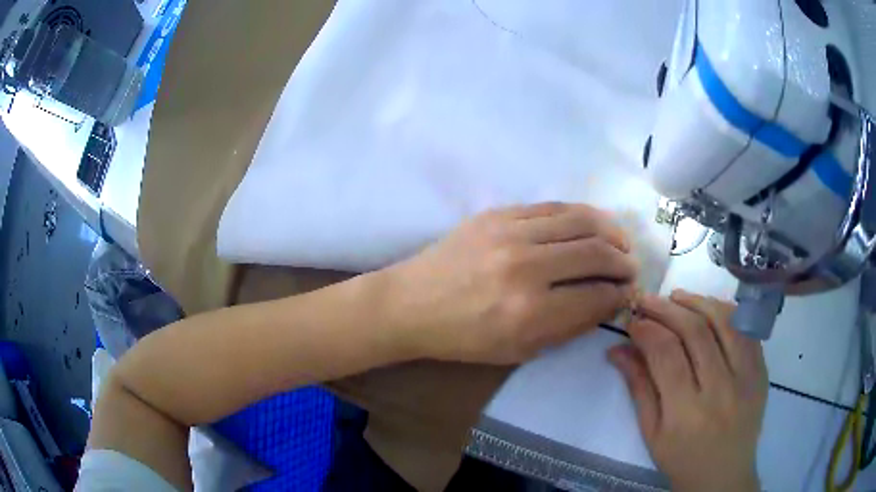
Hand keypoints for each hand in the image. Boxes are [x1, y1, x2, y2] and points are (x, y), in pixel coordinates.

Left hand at [384, 202, 637, 363]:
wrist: (412, 304)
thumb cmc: (463, 338)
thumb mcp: (518, 350)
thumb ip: (568, 327)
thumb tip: (607, 302)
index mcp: (530, 313)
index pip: (597, 297)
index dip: (621, 295)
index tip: (628, 294)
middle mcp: (526, 268)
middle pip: (597, 254)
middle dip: (624, 263)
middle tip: (630, 269)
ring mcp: (510, 233)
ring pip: (582, 221)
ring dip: (611, 232)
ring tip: (620, 243)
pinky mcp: (498, 213)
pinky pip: (553, 207)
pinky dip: (581, 215)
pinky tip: (591, 225)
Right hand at [609, 291, 766, 491]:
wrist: (724, 474)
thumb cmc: (681, 459)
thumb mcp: (651, 433)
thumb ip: (638, 388)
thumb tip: (617, 349)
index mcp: (685, 414)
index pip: (666, 354)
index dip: (646, 330)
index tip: (633, 320)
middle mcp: (720, 390)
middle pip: (695, 331)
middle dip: (667, 309)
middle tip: (648, 300)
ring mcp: (746, 377)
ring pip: (724, 322)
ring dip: (697, 302)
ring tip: (677, 297)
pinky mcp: (761, 370)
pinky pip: (745, 330)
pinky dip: (726, 312)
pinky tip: (709, 308)